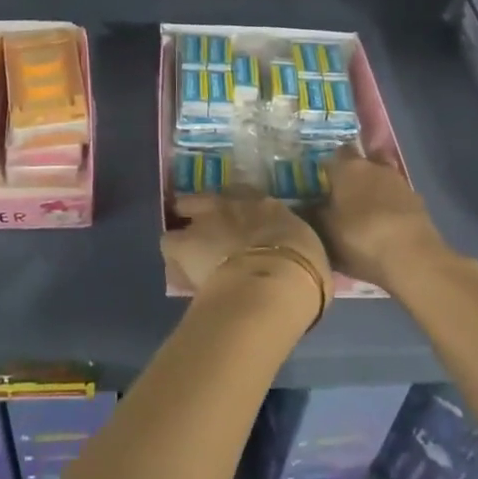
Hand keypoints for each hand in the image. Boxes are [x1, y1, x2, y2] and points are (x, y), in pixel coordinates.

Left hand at [163, 190, 330, 314]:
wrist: (272, 281)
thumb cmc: (303, 270)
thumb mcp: (308, 253)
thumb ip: (293, 249)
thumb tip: (293, 259)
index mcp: (266, 206)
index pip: (246, 197)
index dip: (240, 212)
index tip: (241, 226)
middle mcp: (232, 204)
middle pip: (210, 197)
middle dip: (206, 211)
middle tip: (210, 235)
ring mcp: (204, 219)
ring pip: (184, 210)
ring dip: (188, 229)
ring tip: (190, 253)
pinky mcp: (183, 243)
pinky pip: (170, 244)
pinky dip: (174, 257)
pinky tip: (181, 272)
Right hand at [318, 146, 453, 289]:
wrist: (413, 258)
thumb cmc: (360, 238)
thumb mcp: (325, 231)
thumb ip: (312, 214)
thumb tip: (302, 205)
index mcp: (347, 167)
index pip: (334, 154)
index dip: (328, 168)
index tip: (321, 184)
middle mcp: (374, 167)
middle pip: (360, 165)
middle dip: (352, 178)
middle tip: (341, 199)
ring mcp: (399, 183)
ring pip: (380, 180)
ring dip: (373, 193)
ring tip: (363, 216)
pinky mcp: (418, 203)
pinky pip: (396, 200)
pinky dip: (389, 209)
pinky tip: (384, 228)